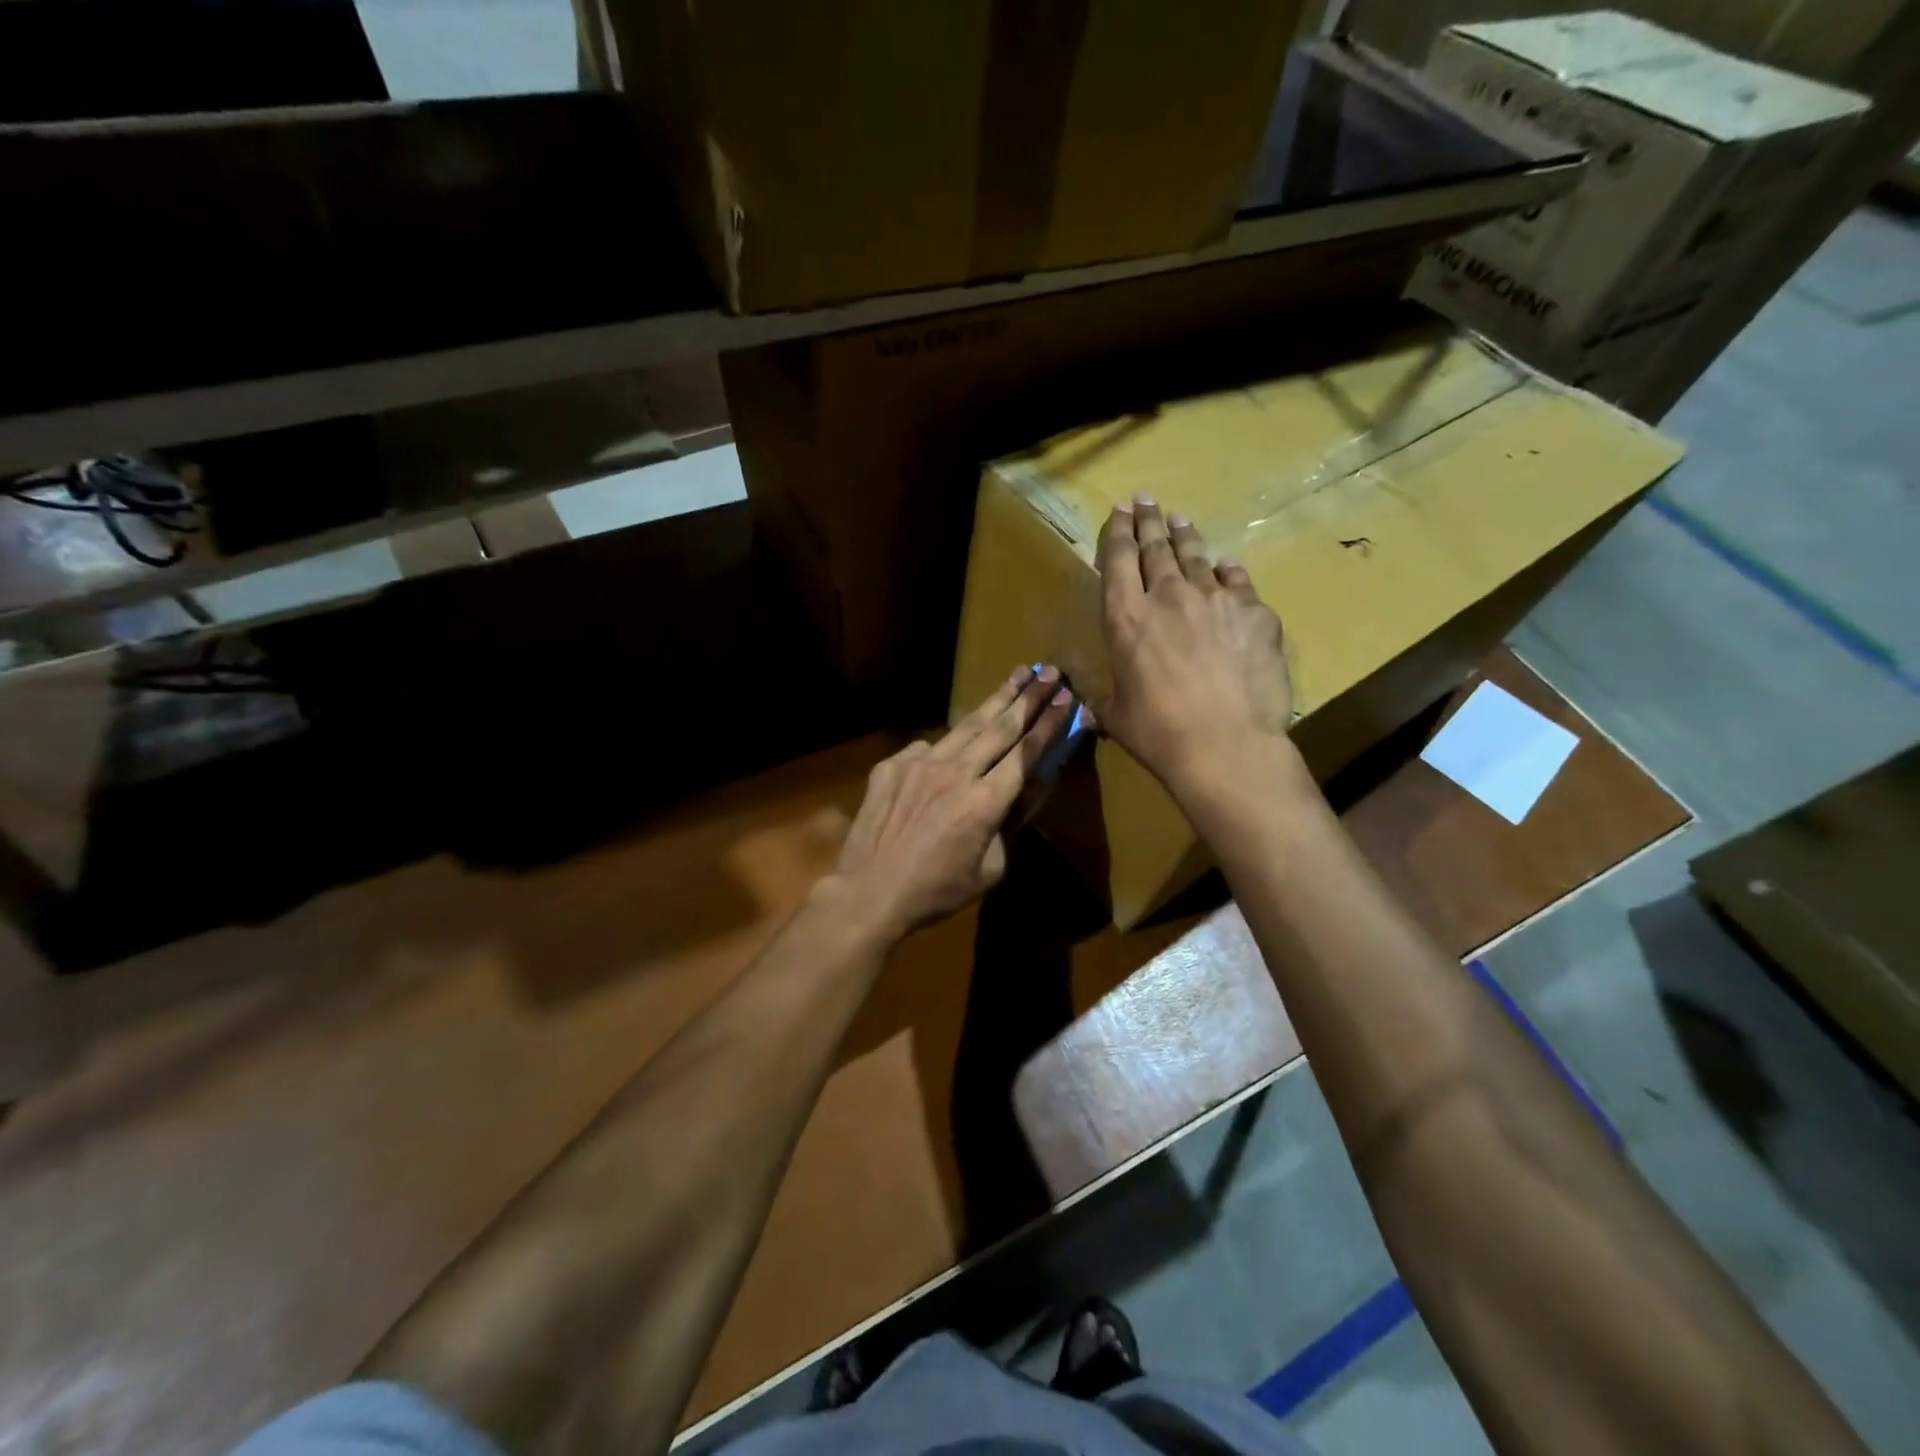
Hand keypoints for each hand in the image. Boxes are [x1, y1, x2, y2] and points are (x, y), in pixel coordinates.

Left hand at [832, 665, 1074, 942]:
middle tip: (1049, 671)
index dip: (1049, 724)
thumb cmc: (936, 891)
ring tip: (1016, 676)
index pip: (1025, 753)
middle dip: (1029, 697)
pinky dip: (946, 745)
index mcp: (984, 802)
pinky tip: (952, 746)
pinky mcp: (892, 765)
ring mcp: (920, 763)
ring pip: (965, 726)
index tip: (1067, 698)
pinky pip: (927, 748)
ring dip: (994, 701)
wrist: (869, 892)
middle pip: (1000, 727)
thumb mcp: (990, 870)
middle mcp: (955, 772)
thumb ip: (1010, 827)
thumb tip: (1022, 794)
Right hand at [1094, 496, 1292, 801]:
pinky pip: (1237, 581)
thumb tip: (1087, 710)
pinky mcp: (1255, 612)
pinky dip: (1227, 571)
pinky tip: (1225, 566)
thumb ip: (1103, 701)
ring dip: (1185, 536)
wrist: (1226, 745)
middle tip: (1146, 500)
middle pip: (1156, 547)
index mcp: (1125, 618)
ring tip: (1180, 519)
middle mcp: (1167, 596)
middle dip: (1148, 520)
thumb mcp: (1117, 716)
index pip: (1118, 560)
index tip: (1120, 510)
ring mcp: (1215, 599)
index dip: (1118, 531)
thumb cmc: (1159, 733)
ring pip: (1197, 556)